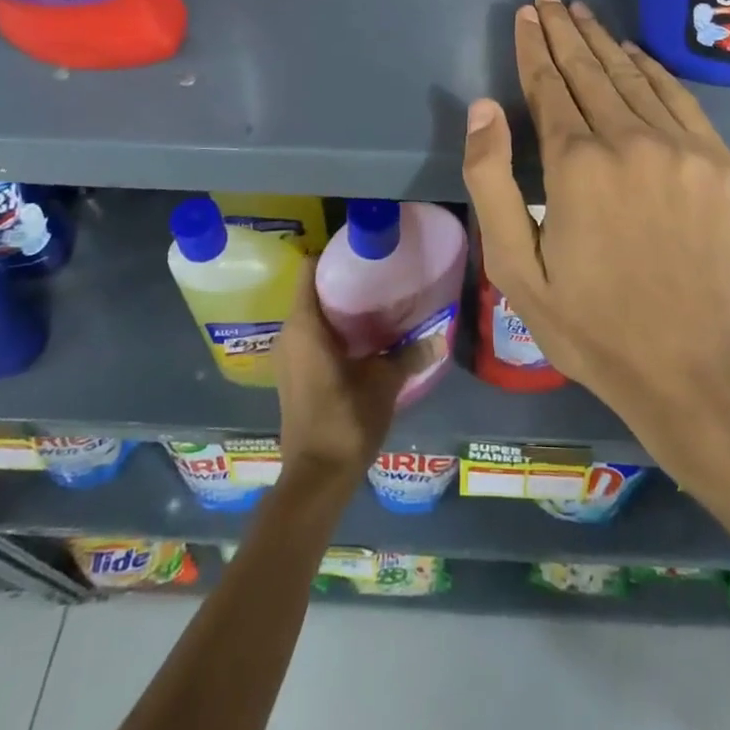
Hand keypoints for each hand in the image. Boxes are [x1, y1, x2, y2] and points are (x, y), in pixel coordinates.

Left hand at [274, 264, 407, 487]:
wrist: (316, 478)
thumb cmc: (345, 419)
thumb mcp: (384, 383)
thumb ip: (410, 355)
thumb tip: (440, 336)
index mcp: (304, 325)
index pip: (309, 269)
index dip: (333, 255)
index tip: (361, 251)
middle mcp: (289, 334)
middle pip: (312, 291)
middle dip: (342, 282)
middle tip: (378, 276)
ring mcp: (288, 356)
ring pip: (312, 316)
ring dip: (339, 309)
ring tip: (376, 302)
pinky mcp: (294, 375)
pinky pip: (311, 337)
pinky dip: (333, 330)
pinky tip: (363, 337)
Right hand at [462, 0, 729, 479]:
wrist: (691, 364)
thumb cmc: (590, 323)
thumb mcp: (515, 266)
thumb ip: (492, 180)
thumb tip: (483, 107)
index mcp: (577, 165)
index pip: (549, 86)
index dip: (533, 47)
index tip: (525, 14)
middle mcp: (630, 140)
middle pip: (590, 70)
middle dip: (564, 30)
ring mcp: (682, 148)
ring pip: (632, 76)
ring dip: (602, 40)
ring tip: (581, 12)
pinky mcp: (718, 162)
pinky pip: (679, 97)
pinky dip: (652, 68)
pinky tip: (633, 51)